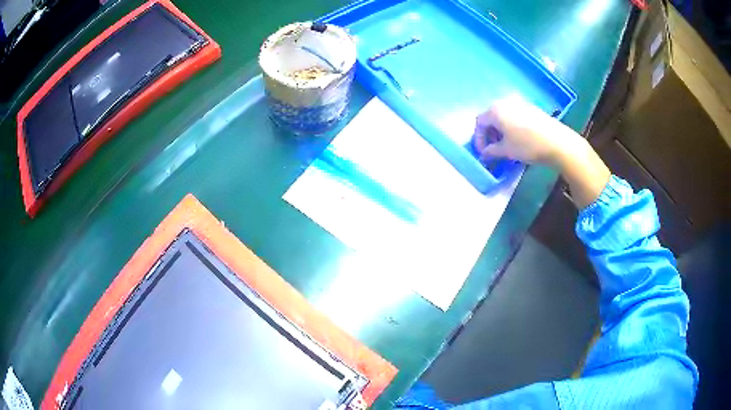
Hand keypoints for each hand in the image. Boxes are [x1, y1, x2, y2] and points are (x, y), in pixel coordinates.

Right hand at [472, 95, 580, 166]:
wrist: (556, 142)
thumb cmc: (527, 145)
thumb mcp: (506, 151)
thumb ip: (491, 151)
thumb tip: (484, 153)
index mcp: (495, 111)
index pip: (479, 123)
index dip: (479, 139)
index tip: (483, 153)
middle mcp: (504, 103)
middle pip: (490, 117)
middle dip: (489, 134)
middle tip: (493, 149)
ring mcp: (518, 103)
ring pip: (503, 116)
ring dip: (500, 130)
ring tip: (505, 145)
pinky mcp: (530, 108)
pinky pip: (514, 116)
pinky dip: (511, 126)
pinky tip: (517, 138)